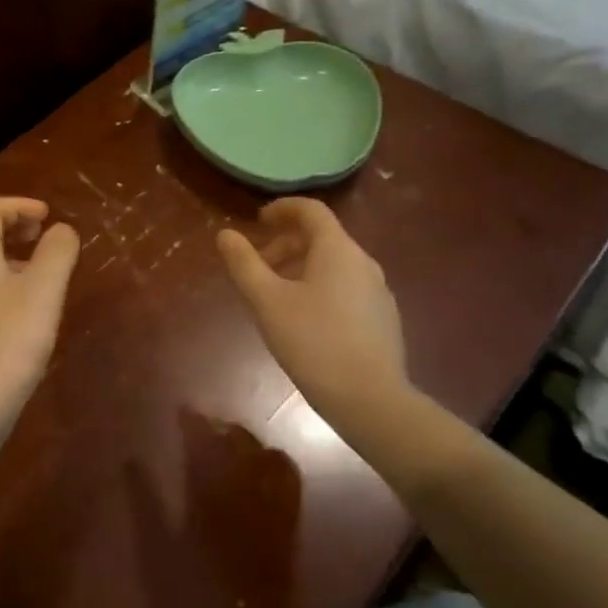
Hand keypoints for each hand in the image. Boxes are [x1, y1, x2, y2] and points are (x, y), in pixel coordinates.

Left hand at [0, 197, 79, 429]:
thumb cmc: (9, 340)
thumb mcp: (43, 290)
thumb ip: (56, 252)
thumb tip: (61, 230)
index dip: (18, 206)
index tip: (48, 216)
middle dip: (12, 227)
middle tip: (43, 235)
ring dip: (9, 256)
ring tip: (41, 270)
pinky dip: (4, 283)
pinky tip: (27, 309)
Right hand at [216, 199, 409, 427]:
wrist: (369, 398)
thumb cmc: (312, 342)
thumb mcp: (267, 301)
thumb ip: (244, 264)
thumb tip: (225, 234)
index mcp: (338, 250)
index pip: (311, 211)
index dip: (283, 209)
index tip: (258, 220)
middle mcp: (364, 263)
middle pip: (323, 239)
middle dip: (286, 245)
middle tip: (258, 267)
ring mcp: (378, 292)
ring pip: (334, 266)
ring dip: (301, 269)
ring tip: (275, 298)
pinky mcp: (382, 319)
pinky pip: (346, 289)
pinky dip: (319, 289)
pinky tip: (304, 322)